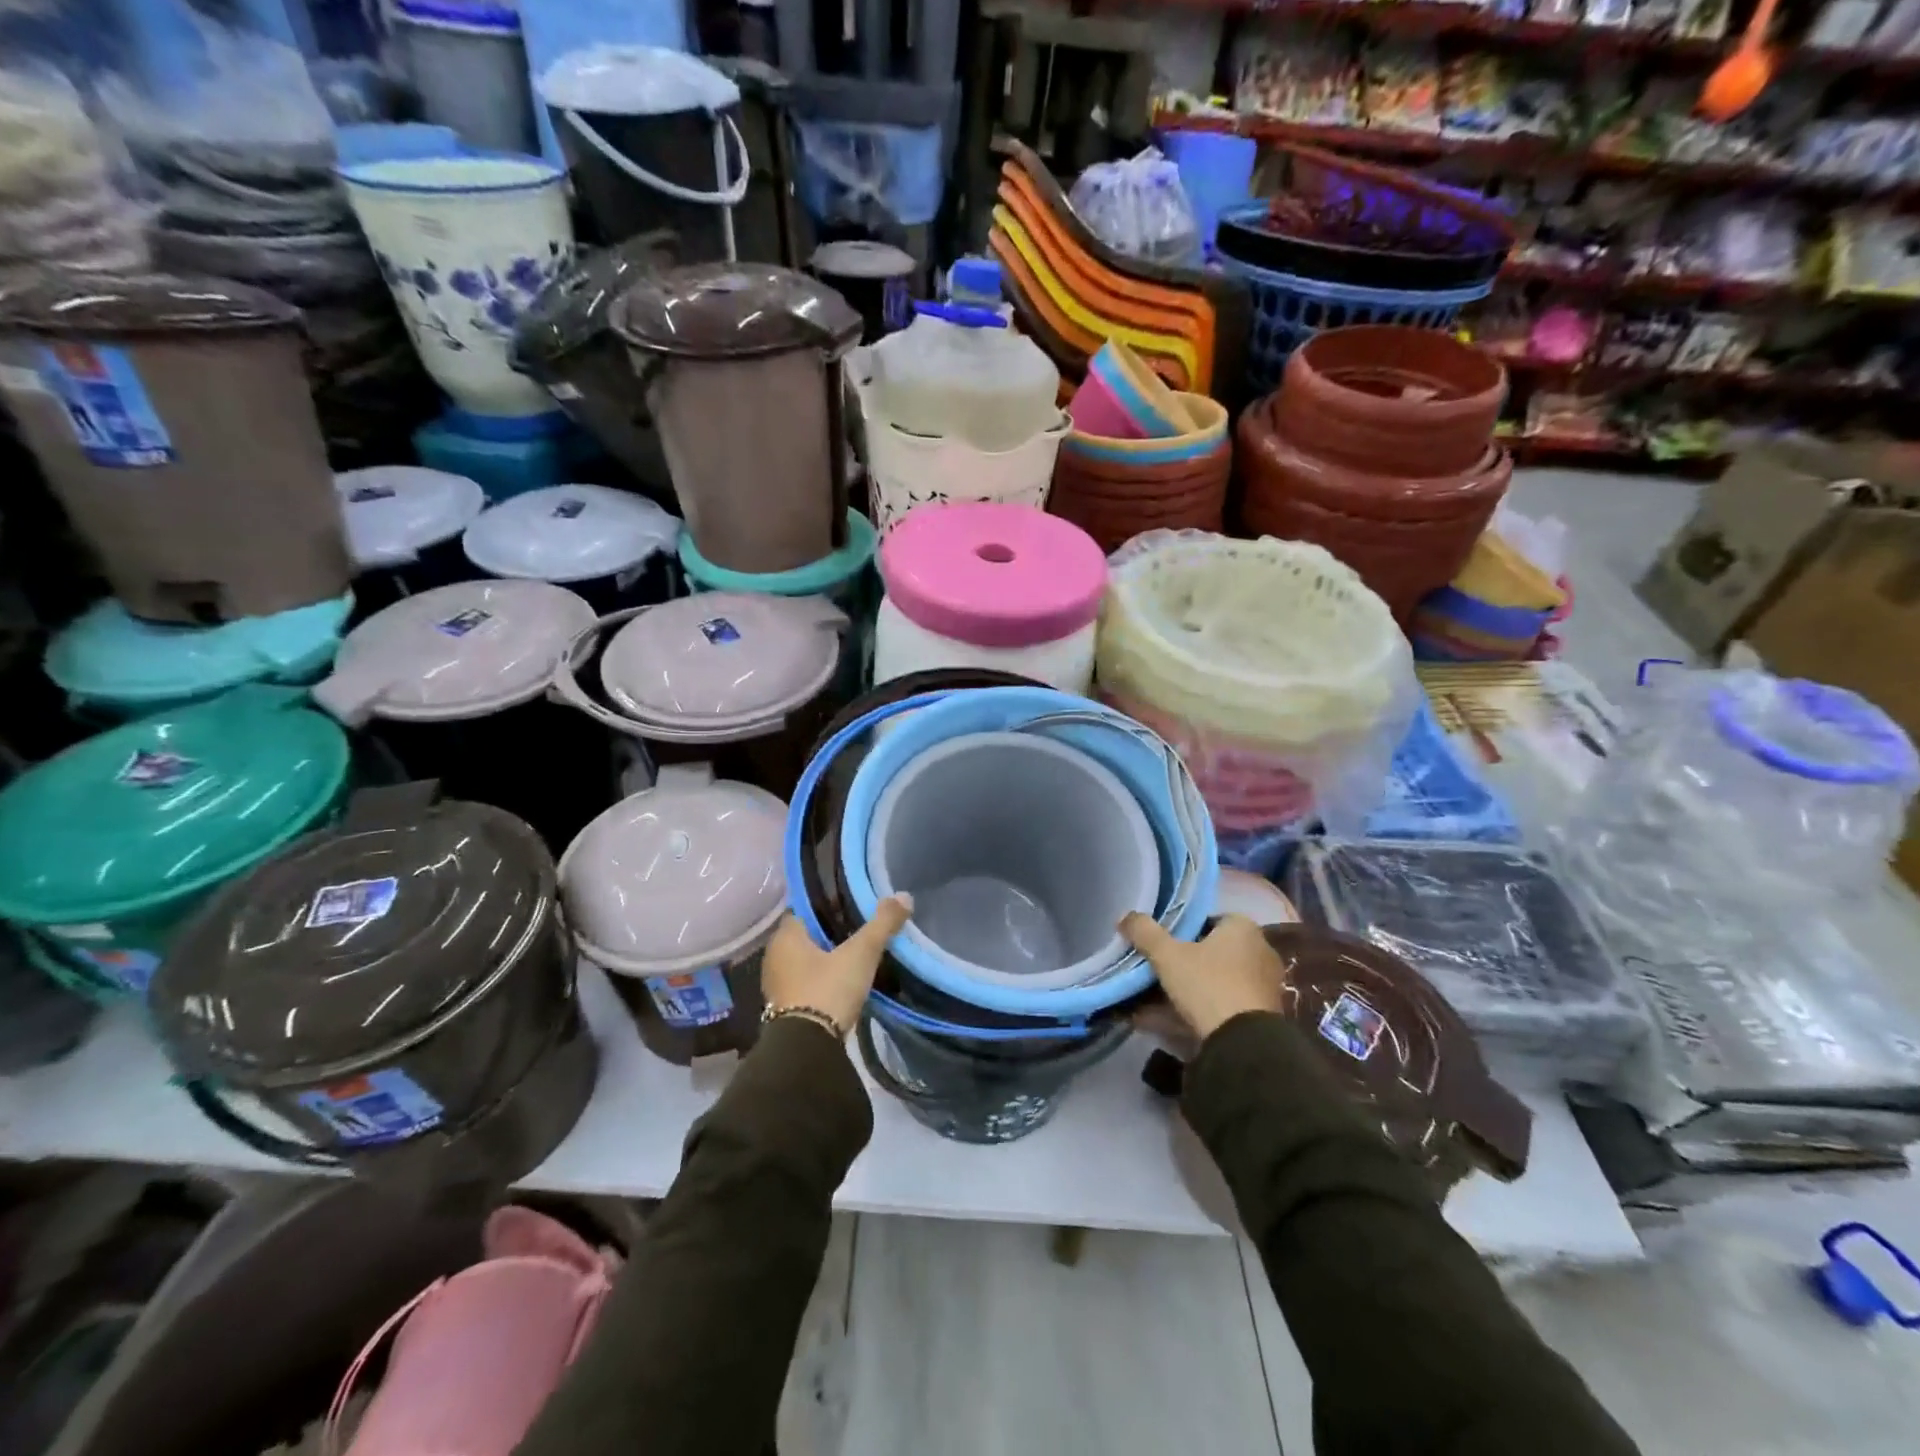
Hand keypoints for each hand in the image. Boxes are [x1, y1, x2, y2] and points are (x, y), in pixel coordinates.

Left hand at [762, 895, 913, 1035]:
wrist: (807, 1049)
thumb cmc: (828, 989)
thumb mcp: (861, 953)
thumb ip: (882, 924)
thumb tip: (904, 896)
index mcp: (786, 937)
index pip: (805, 909)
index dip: (828, 904)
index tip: (851, 904)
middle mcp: (775, 956)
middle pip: (806, 934)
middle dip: (830, 931)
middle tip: (859, 927)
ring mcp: (777, 984)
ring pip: (805, 960)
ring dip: (826, 957)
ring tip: (856, 954)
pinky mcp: (785, 1008)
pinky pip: (806, 982)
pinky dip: (822, 978)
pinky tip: (843, 981)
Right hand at [1119, 912, 1287, 1044]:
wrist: (1243, 1044)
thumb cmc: (1208, 984)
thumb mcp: (1167, 954)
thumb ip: (1144, 932)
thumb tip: (1125, 917)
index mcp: (1243, 929)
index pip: (1207, 920)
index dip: (1180, 931)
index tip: (1159, 945)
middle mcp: (1258, 953)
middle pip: (1209, 954)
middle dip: (1178, 965)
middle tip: (1150, 973)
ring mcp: (1260, 988)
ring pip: (1210, 983)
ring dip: (1180, 992)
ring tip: (1144, 1003)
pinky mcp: (1257, 1018)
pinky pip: (1216, 1007)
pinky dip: (1191, 1012)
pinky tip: (1157, 1022)